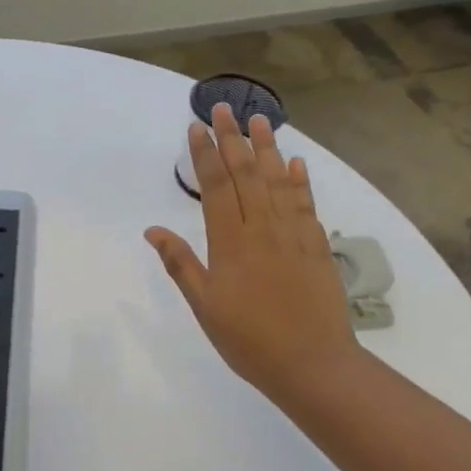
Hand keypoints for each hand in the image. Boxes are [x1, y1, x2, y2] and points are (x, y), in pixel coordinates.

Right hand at [146, 103, 362, 410]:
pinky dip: (300, 181)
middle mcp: (263, 228)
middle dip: (233, 138)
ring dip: (268, 148)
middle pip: (247, 173)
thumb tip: (153, 230)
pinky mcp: (318, 247)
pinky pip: (307, 205)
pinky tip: (296, 163)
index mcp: (231, 242)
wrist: (312, 363)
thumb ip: (181, 264)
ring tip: (261, 119)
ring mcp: (294, 235)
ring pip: (278, 182)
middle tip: (225, 107)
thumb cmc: (248, 340)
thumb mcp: (205, 307)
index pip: (216, 186)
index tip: (197, 126)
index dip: (205, 154)